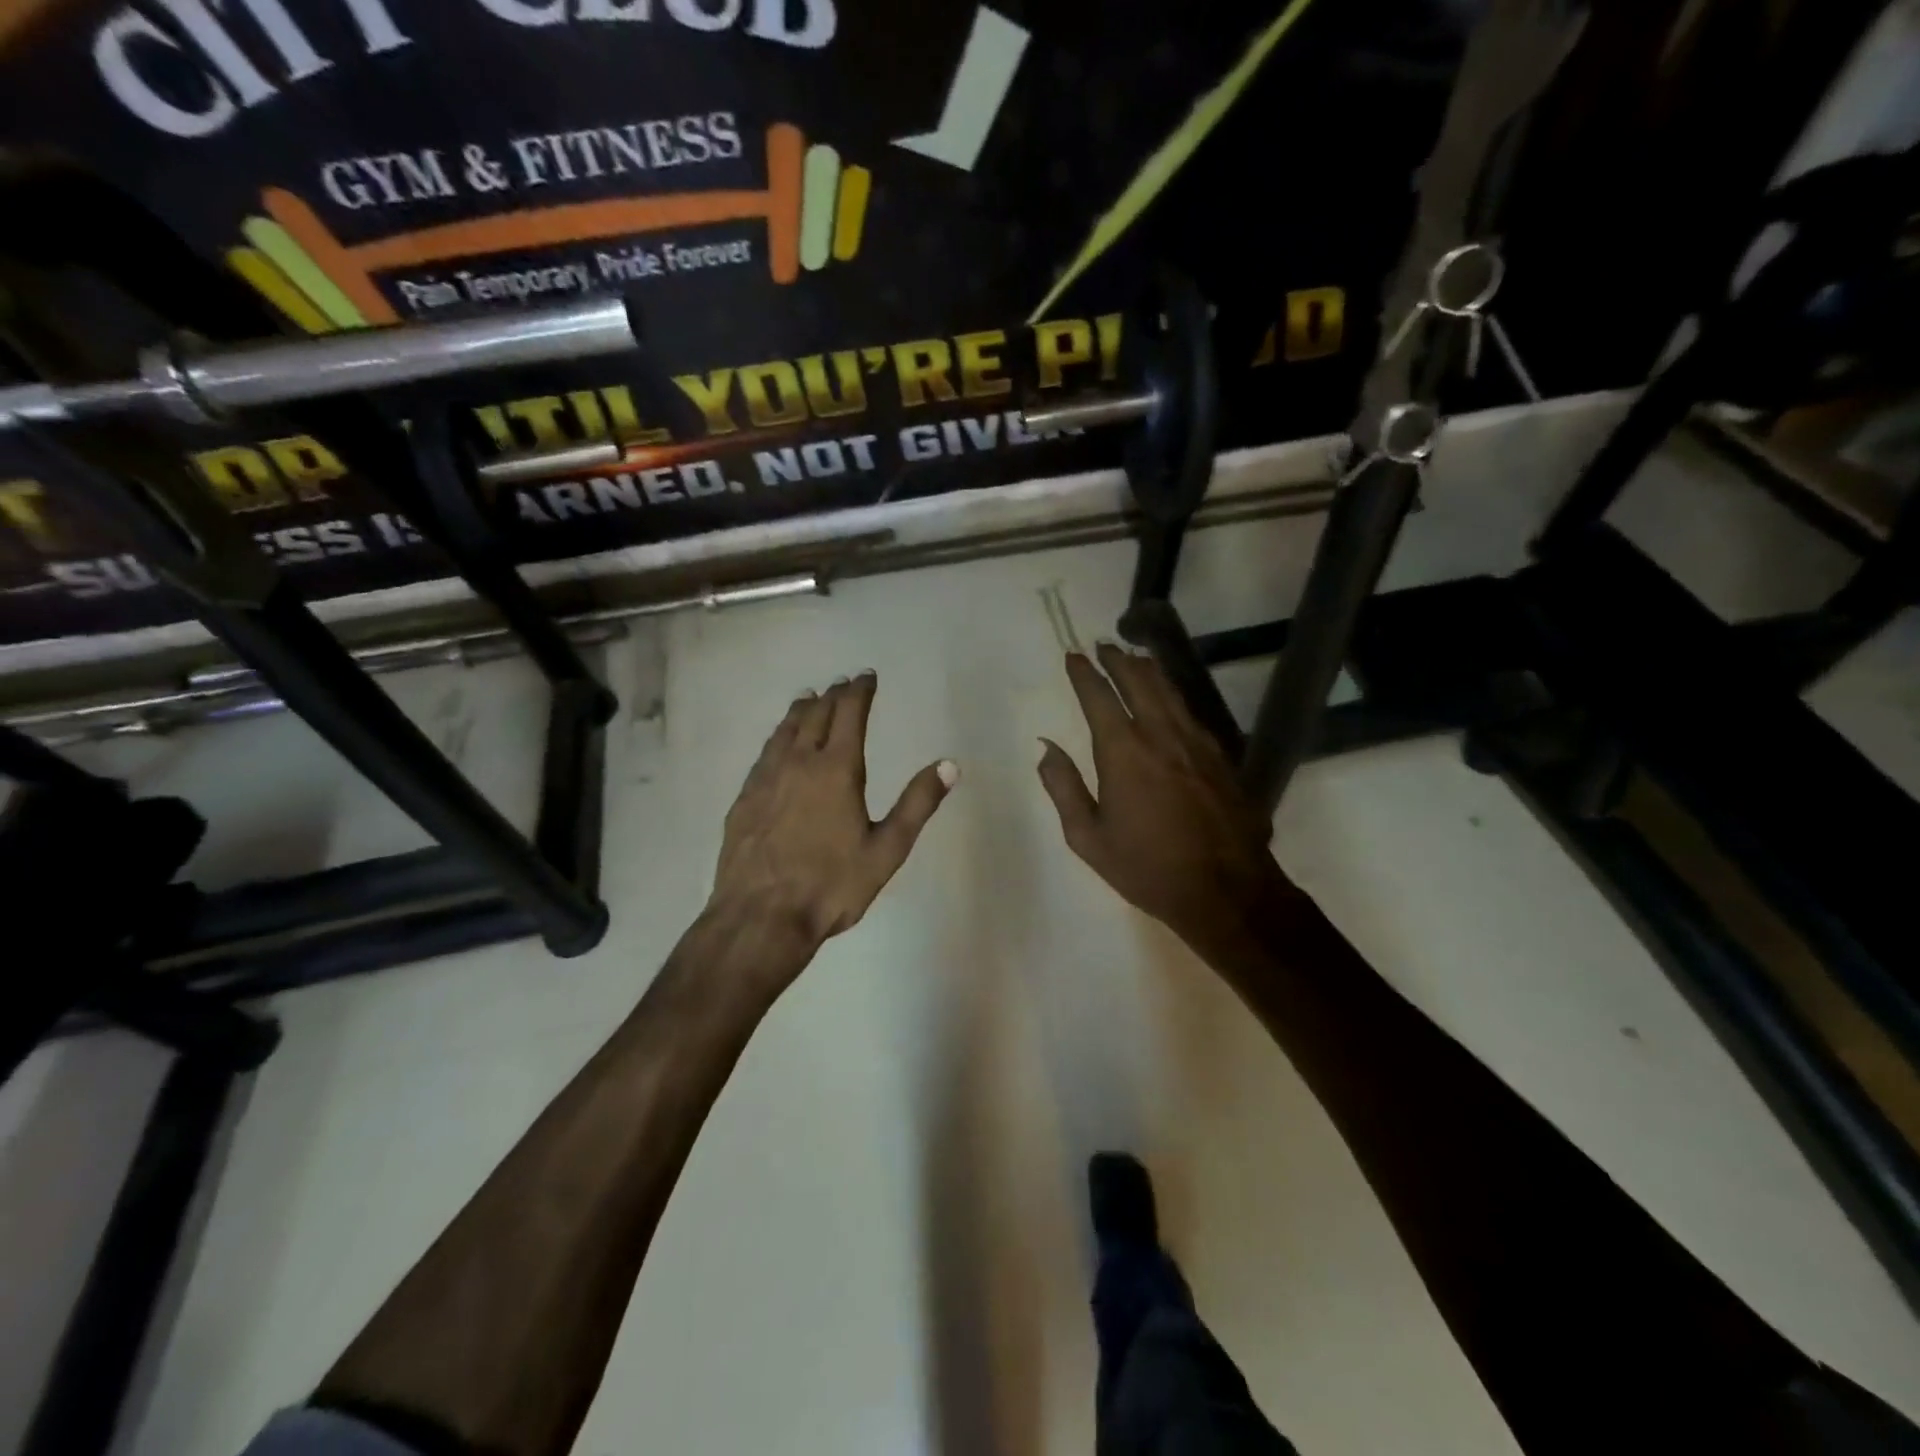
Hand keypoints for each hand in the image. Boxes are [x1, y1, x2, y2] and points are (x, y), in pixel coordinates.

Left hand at [711, 670, 956, 955]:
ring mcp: (766, 779)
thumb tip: (950, 764)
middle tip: (842, 684)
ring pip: (784, 731)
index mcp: (837, 769)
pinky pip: (764, 753)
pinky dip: (777, 737)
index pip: (849, 714)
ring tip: (809, 699)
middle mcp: (798, 762)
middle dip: (832, 695)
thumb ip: (918, 804)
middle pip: (815, 715)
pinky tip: (777, 745)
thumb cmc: (832, 885)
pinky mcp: (744, 799)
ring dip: (801, 710)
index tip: (867, 676)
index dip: (860, 691)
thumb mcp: (887, 849)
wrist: (760, 917)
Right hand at [1038, 644, 1290, 963]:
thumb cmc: (1147, 868)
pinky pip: (1190, 713)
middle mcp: (1160, 735)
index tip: (1073, 655)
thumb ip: (1064, 787)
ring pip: (1170, 692)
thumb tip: (1046, 747)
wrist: (1226, 890)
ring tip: (1135, 657)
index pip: (1099, 697)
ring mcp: (1196, 743)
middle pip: (1139, 682)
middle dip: (1118, 660)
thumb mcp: (1088, 837)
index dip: (1084, 673)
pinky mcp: (1220, 757)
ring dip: (1149, 671)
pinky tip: (1170, 700)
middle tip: (1104, 645)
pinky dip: (1173, 696)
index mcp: (1123, 752)